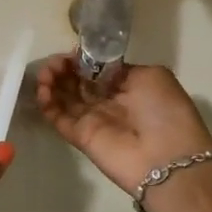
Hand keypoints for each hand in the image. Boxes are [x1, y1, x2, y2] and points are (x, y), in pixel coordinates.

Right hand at [35, 55, 211, 194]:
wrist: (168, 159)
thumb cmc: (165, 112)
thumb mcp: (152, 76)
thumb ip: (121, 68)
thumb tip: (96, 66)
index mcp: (128, 86)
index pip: (96, 69)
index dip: (82, 59)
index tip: (72, 51)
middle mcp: (108, 101)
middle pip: (78, 81)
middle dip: (64, 68)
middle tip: (55, 62)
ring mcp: (93, 120)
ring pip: (64, 97)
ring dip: (52, 82)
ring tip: (46, 73)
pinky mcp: (80, 137)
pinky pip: (58, 118)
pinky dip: (47, 103)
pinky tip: (43, 89)